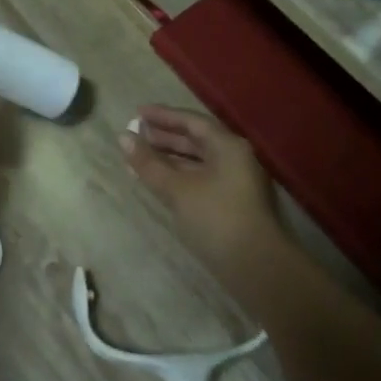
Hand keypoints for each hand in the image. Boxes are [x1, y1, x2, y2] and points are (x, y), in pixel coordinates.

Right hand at [121, 106, 294, 315]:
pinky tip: (158, 183)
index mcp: (228, 146)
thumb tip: (123, 138)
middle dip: (164, 137)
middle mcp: (234, 159)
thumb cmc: (216, 218)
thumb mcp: (178, 189)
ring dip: (168, 159)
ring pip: (197, 162)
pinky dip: (177, 177)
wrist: (256, 267)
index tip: (137, 113)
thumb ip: (149, 163)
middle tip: (135, 135)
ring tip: (139, 159)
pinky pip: (199, 180)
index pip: (192, 122)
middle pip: (196, 141)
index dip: (163, 116)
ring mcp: (234, 183)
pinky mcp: (231, 205)